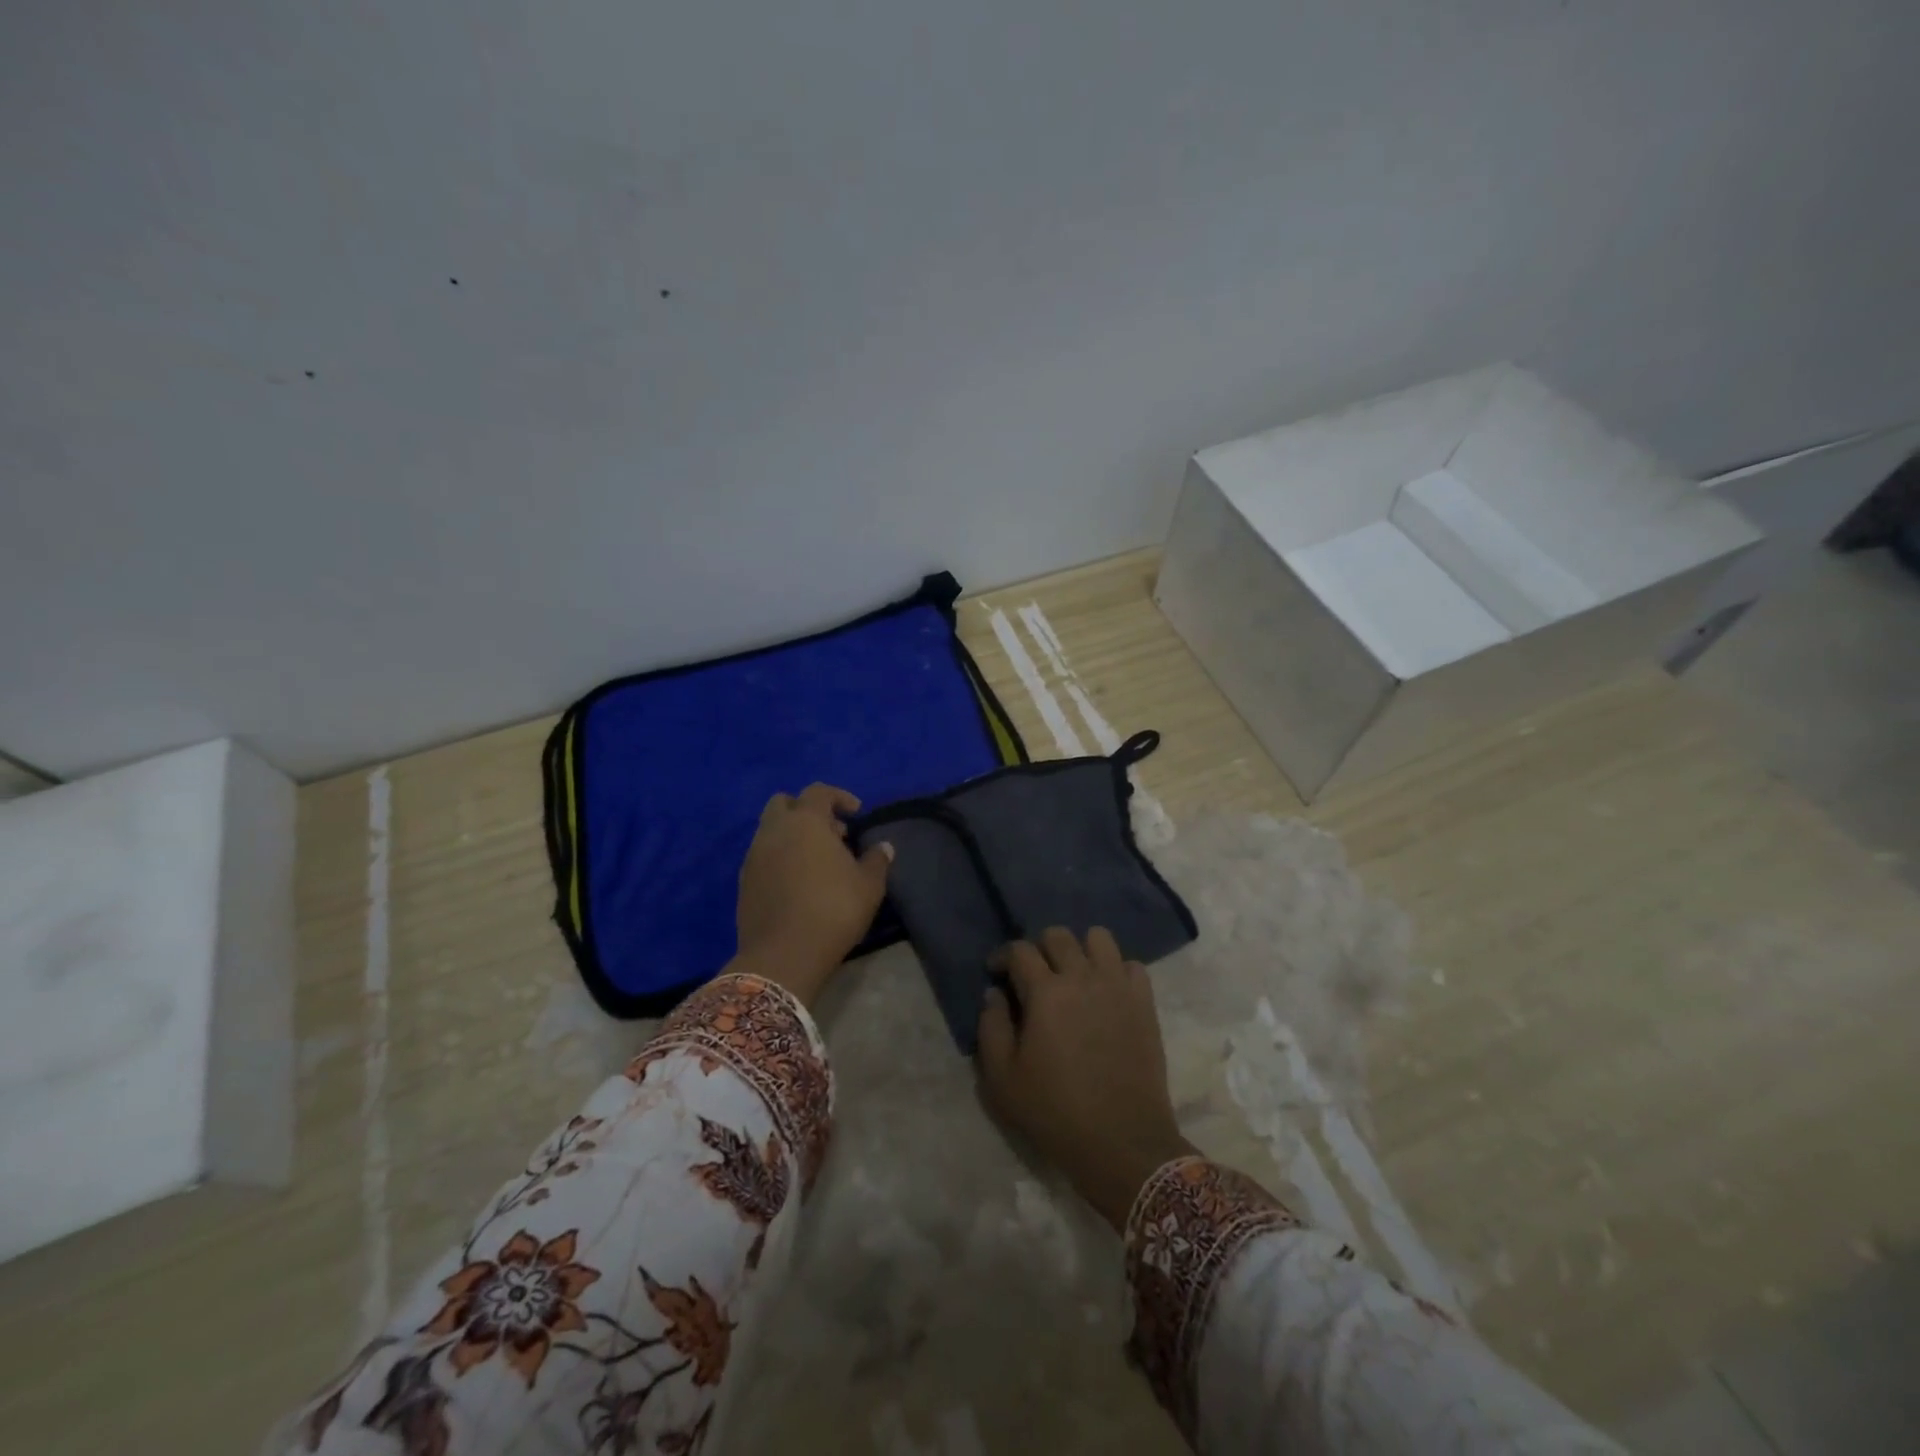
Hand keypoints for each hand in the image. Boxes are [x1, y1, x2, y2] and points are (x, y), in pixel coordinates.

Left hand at [732, 783, 892, 1005]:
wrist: (783, 955)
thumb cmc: (833, 910)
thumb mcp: (869, 886)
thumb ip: (877, 860)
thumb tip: (883, 847)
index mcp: (805, 821)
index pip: (819, 791)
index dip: (839, 797)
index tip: (856, 814)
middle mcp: (774, 830)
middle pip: (784, 803)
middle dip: (807, 810)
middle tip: (831, 833)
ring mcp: (754, 856)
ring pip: (770, 830)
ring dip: (792, 835)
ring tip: (817, 861)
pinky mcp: (744, 881)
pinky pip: (762, 856)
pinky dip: (779, 858)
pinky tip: (798, 882)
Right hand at [977, 927, 1193, 1231]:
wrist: (1122, 1143)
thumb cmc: (1055, 1112)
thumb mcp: (1002, 1079)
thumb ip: (991, 1028)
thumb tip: (994, 994)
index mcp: (1045, 992)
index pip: (1020, 950)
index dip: (1003, 956)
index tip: (997, 973)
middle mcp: (1083, 977)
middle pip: (1058, 935)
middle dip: (1039, 948)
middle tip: (1034, 976)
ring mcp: (1118, 986)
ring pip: (1099, 938)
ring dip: (1081, 950)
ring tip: (1073, 976)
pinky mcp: (1144, 1002)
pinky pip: (1131, 965)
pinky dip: (1115, 970)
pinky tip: (1105, 994)